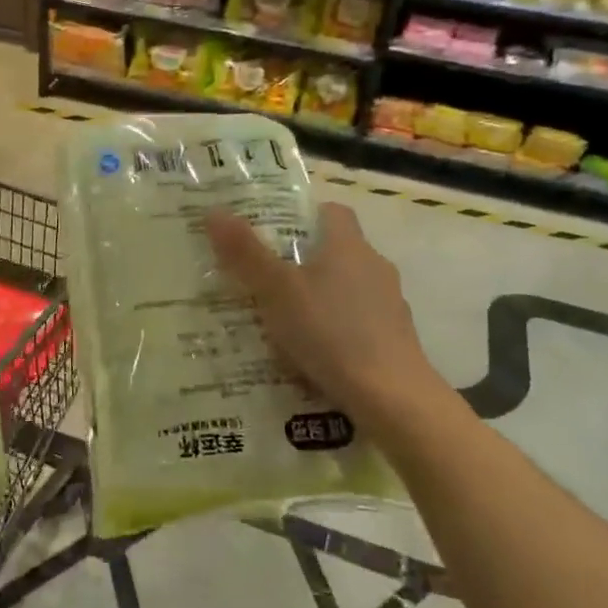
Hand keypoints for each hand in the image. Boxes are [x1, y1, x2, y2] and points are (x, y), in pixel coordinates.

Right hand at [204, 202, 449, 427]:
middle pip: (337, 251)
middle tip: (263, 278)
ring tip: (282, 320)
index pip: (332, 212)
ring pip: (346, 289)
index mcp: (348, 246)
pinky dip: (334, 329)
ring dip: (319, 297)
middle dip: (303, 261)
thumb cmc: (330, 331)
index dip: (303, 215)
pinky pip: (356, 322)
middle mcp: (374, 267)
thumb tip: (214, 211)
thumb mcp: (276, 291)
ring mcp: (389, 305)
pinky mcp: (394, 339)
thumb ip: (246, 253)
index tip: (273, 230)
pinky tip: (311, 353)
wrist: (391, 396)